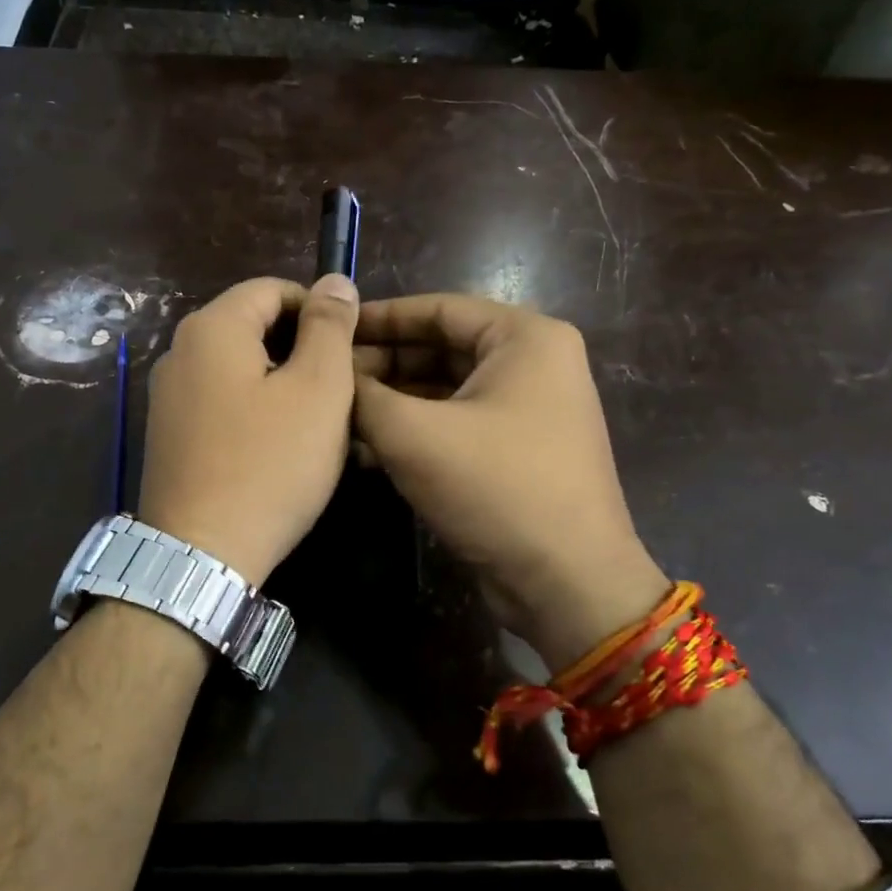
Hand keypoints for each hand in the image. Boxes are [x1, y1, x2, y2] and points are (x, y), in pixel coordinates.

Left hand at [140, 275, 359, 586]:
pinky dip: (254, 407)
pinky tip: (279, 444)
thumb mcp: (318, 389)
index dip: (318, 309)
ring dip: (281, 380)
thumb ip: (329, 327)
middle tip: (341, 386)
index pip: (272, 288)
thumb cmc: (270, 465)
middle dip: (301, 346)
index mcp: (212, 328)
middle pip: (252, 326)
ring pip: (238, 367)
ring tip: (318, 418)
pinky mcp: (169, 434)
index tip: (351, 347)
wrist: (201, 554)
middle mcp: (179, 352)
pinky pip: (221, 400)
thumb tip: (334, 281)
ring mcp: (168, 396)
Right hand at [353, 294, 667, 671]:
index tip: (329, 329)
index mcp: (524, 338)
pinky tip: (364, 449)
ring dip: (391, 403)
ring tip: (335, 414)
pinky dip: (414, 432)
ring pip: (444, 391)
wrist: (565, 582)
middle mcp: (532, 365)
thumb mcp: (415, 434)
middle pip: (440, 349)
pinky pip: (455, 426)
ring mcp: (526, 411)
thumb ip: (364, 395)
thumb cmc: (496, 488)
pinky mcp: (514, 452)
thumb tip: (333, 376)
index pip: (438, 308)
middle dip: (381, 365)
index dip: (378, 318)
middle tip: (326, 378)